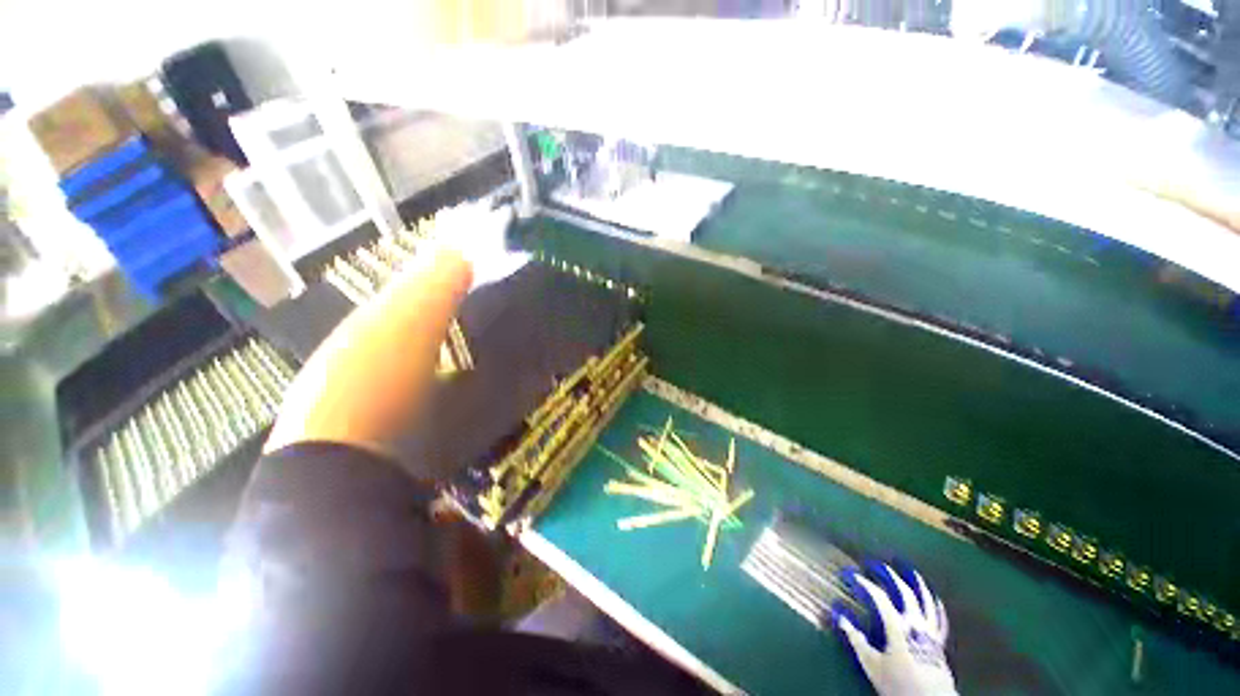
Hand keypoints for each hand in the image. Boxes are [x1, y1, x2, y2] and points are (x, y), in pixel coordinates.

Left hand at [429, 201, 530, 289]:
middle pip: (489, 201)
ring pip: (469, 204)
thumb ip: (519, 258)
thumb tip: (529, 255)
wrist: (450, 267)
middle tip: (495, 212)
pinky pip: (450, 211)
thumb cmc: (482, 267)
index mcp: (497, 221)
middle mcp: (479, 211)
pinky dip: (454, 216)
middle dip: (493, 205)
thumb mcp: (506, 266)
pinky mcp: (443, 217)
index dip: (511, 213)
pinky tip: (456, 222)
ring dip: (474, 210)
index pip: (508, 210)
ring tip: (476, 218)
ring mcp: (459, 212)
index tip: (513, 217)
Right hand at [832, 563, 956, 695]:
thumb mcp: (872, 664)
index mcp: (897, 626)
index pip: (879, 597)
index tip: (851, 575)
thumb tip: (839, 616)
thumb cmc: (898, 683)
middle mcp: (915, 623)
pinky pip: (940, 619)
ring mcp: (930, 632)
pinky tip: (935, 598)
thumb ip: (856, 639)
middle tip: (877, 565)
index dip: (864, 583)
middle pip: (904, 592)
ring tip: (910, 572)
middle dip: (890, 576)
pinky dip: (937, 606)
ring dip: (917, 584)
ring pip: (926, 602)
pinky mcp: (940, 642)